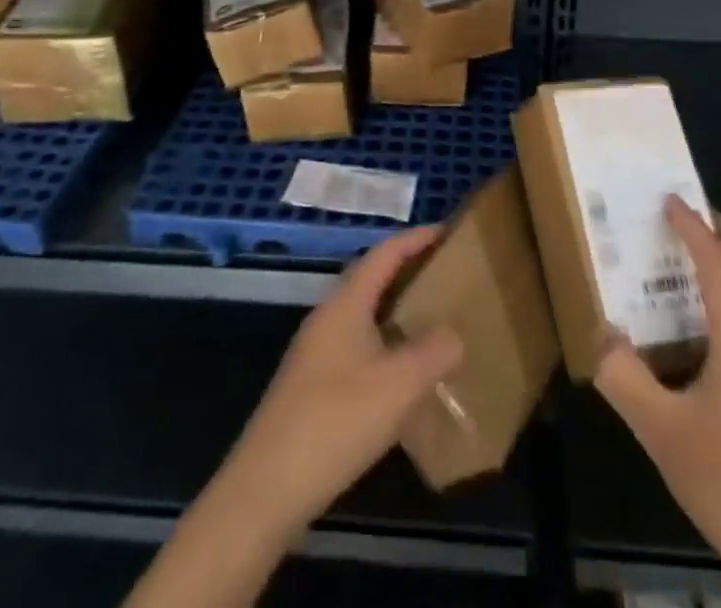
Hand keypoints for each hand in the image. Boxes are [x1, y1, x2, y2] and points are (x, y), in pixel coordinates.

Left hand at [217, 226, 464, 538]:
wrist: (266, 488)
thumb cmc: (335, 421)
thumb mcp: (398, 385)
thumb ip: (434, 352)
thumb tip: (454, 334)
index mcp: (345, 304)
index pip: (384, 254)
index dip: (416, 239)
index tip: (448, 233)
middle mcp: (328, 318)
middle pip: (371, 280)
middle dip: (408, 273)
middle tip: (447, 278)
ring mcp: (316, 353)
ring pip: (363, 316)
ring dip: (397, 313)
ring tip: (434, 325)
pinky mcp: (312, 387)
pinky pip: (357, 348)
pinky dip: (385, 347)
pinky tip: (403, 378)